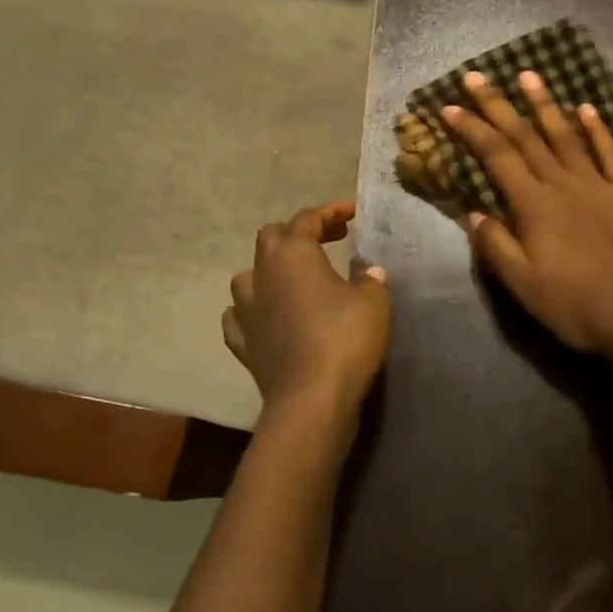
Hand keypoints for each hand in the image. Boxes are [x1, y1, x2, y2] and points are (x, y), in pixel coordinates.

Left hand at [223, 202, 391, 419]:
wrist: (312, 399)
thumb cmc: (345, 338)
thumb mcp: (373, 301)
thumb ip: (370, 278)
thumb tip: (368, 270)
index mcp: (293, 254)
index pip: (307, 219)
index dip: (330, 212)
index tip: (352, 213)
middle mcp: (263, 274)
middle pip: (271, 237)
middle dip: (298, 233)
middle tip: (328, 240)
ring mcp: (246, 310)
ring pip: (248, 276)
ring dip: (270, 270)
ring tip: (294, 279)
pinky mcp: (242, 344)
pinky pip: (239, 317)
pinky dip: (253, 310)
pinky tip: (266, 316)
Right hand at [441, 71, 612, 362]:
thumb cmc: (575, 305)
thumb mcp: (523, 286)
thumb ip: (496, 246)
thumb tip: (474, 213)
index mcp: (534, 206)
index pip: (496, 156)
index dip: (471, 129)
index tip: (449, 107)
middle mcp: (564, 184)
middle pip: (525, 137)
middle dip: (498, 105)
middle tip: (476, 76)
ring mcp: (599, 184)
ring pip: (566, 135)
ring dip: (545, 104)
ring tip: (529, 75)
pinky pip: (610, 153)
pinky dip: (598, 129)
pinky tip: (588, 109)